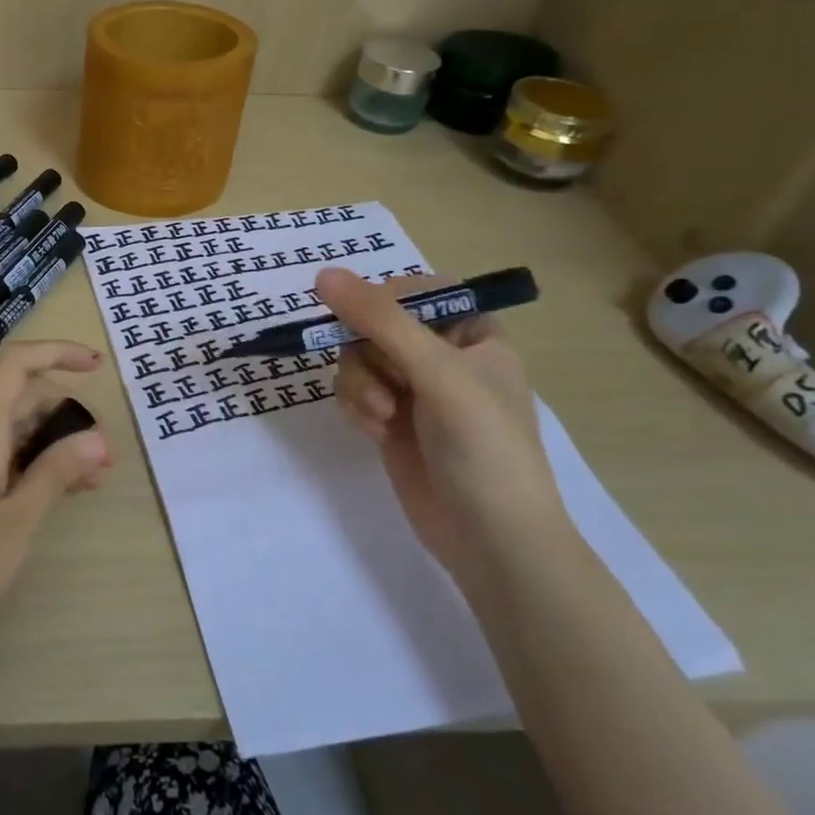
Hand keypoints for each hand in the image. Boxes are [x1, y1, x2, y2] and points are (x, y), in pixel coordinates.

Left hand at [0, 341, 112, 686]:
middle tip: (104, 457)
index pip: (15, 365)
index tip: (96, 365)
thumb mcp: (16, 526)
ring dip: (49, 443)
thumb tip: (97, 437)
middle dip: (64, 412)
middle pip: (16, 398)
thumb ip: (56, 474)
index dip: (55, 352)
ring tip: (89, 482)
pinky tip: (50, 495)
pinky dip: (26, 464)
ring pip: (6, 430)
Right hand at [316, 268, 572, 582]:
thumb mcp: (437, 373)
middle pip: (376, 324)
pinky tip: (373, 432)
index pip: (417, 290)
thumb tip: (322, 274)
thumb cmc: (484, 447)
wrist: (492, 541)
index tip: (369, 323)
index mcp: (473, 333)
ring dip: (359, 384)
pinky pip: (354, 390)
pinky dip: (356, 406)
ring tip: (381, 417)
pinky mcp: (392, 419)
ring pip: (358, 358)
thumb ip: (380, 321)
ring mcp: (414, 389)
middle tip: (385, 385)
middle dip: (369, 354)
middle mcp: (442, 355)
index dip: (385, 301)